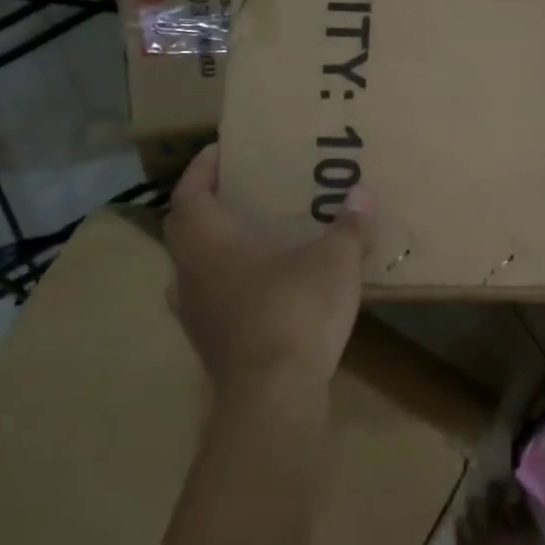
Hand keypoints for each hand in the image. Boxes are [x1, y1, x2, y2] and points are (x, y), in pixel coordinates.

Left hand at [165, 144, 372, 400]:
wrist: (273, 394)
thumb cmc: (296, 309)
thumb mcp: (334, 260)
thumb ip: (348, 225)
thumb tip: (363, 193)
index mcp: (209, 241)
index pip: (189, 192)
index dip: (200, 169)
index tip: (219, 151)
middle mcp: (190, 272)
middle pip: (182, 228)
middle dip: (203, 204)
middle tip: (235, 190)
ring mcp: (193, 312)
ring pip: (190, 267)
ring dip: (210, 247)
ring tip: (246, 237)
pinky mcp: (208, 344)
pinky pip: (208, 299)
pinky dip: (225, 284)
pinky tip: (257, 289)